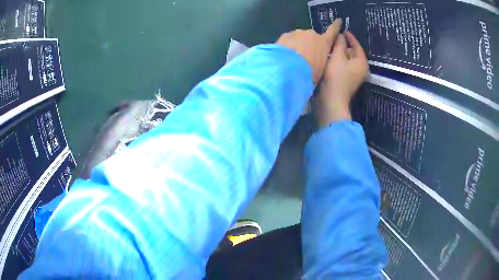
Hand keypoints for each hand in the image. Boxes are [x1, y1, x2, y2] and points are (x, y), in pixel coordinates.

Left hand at [276, 19, 341, 83]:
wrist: (288, 68)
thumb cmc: (310, 72)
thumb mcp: (321, 70)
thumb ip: (321, 62)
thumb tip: (318, 63)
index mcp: (324, 42)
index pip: (333, 31)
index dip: (336, 26)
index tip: (338, 20)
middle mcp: (312, 34)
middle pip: (313, 37)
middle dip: (310, 44)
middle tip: (305, 57)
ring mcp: (297, 33)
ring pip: (299, 38)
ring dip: (298, 45)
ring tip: (293, 59)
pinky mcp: (285, 35)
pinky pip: (288, 40)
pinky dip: (288, 46)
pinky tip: (284, 56)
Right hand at [316, 31, 368, 127]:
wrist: (332, 101)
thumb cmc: (336, 76)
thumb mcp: (338, 56)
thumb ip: (340, 43)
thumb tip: (341, 35)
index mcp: (361, 62)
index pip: (357, 46)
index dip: (350, 37)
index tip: (343, 30)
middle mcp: (361, 69)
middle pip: (353, 53)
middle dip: (344, 45)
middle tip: (334, 37)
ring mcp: (355, 76)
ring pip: (348, 60)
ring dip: (340, 53)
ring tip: (330, 45)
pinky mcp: (347, 81)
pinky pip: (345, 66)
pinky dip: (339, 61)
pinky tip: (330, 57)